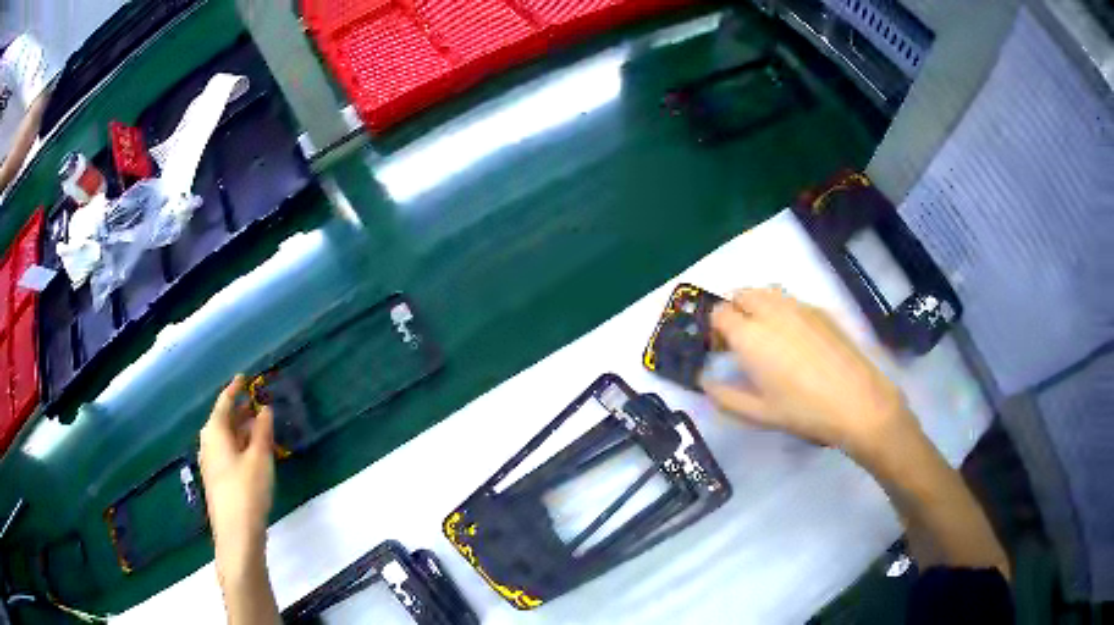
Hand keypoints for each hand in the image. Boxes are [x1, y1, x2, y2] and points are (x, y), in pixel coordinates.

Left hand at [199, 375, 274, 582]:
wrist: (236, 534)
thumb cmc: (247, 491)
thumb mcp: (260, 458)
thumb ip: (262, 431)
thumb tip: (264, 409)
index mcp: (215, 432)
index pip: (224, 402)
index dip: (235, 389)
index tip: (245, 378)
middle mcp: (208, 444)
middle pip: (222, 420)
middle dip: (239, 411)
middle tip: (256, 403)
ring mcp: (210, 464)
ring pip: (225, 438)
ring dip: (240, 430)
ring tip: (258, 427)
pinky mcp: (216, 480)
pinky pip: (226, 452)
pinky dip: (238, 446)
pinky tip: (252, 454)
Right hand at [701, 288, 917, 462]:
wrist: (857, 400)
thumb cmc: (804, 411)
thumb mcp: (759, 414)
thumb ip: (725, 397)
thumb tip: (705, 383)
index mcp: (750, 336)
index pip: (719, 313)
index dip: (715, 329)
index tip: (722, 349)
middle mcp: (771, 311)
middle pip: (741, 294)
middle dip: (735, 311)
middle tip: (742, 341)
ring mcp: (798, 306)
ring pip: (766, 292)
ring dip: (757, 306)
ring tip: (768, 337)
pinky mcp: (820, 309)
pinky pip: (791, 300)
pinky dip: (782, 310)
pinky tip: (796, 340)